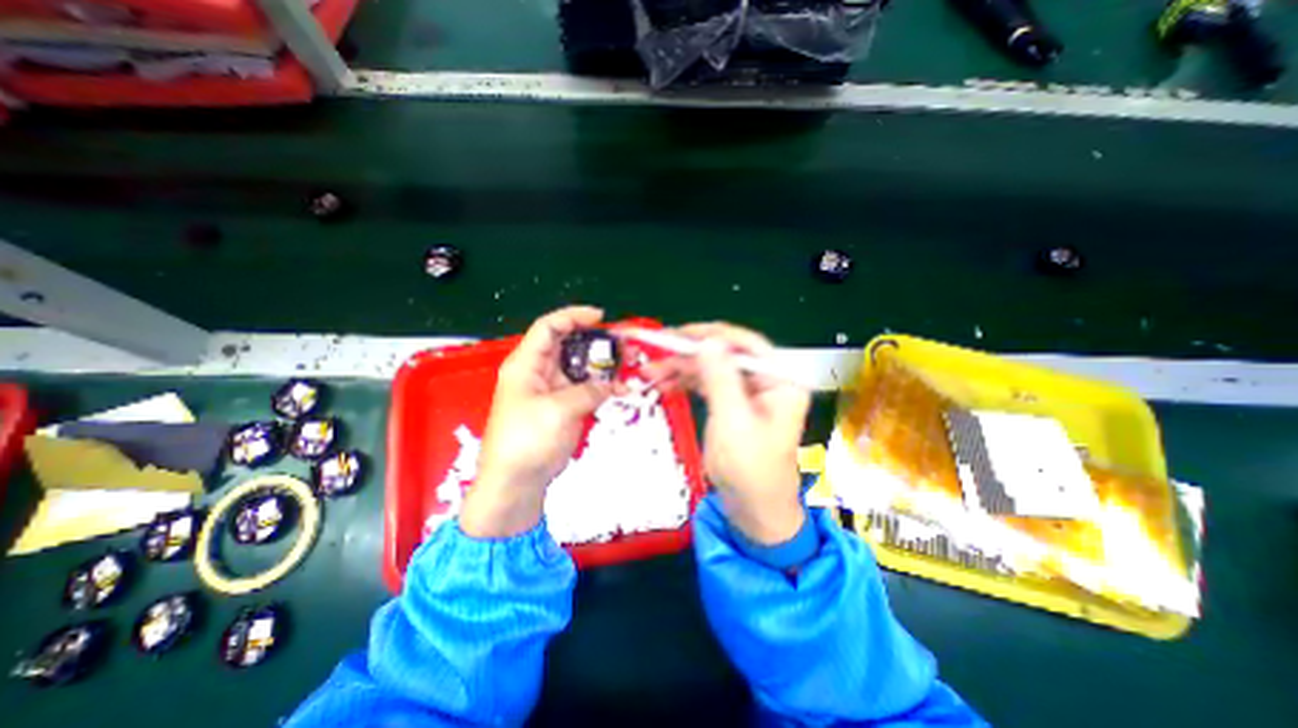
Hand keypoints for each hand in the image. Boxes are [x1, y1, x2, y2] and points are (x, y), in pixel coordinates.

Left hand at [459, 304, 615, 537]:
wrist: (517, 482)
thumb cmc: (527, 441)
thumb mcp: (558, 411)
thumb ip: (589, 391)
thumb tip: (614, 385)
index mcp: (526, 364)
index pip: (549, 327)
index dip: (574, 317)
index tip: (601, 317)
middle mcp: (539, 371)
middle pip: (568, 345)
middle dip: (596, 341)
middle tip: (623, 344)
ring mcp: (554, 389)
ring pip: (580, 366)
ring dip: (603, 364)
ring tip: (627, 362)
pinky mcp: (565, 406)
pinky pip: (586, 388)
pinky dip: (603, 386)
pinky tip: (621, 388)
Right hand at [648, 322, 807, 541]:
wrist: (755, 513)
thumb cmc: (750, 470)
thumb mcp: (733, 421)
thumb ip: (720, 378)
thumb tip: (708, 341)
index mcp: (780, 381)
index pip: (745, 344)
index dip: (711, 335)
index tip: (678, 335)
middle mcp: (767, 382)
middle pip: (725, 355)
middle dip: (690, 354)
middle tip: (656, 354)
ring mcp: (749, 394)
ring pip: (713, 369)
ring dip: (683, 368)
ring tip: (652, 372)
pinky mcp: (734, 407)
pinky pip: (709, 385)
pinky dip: (687, 383)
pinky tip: (665, 384)